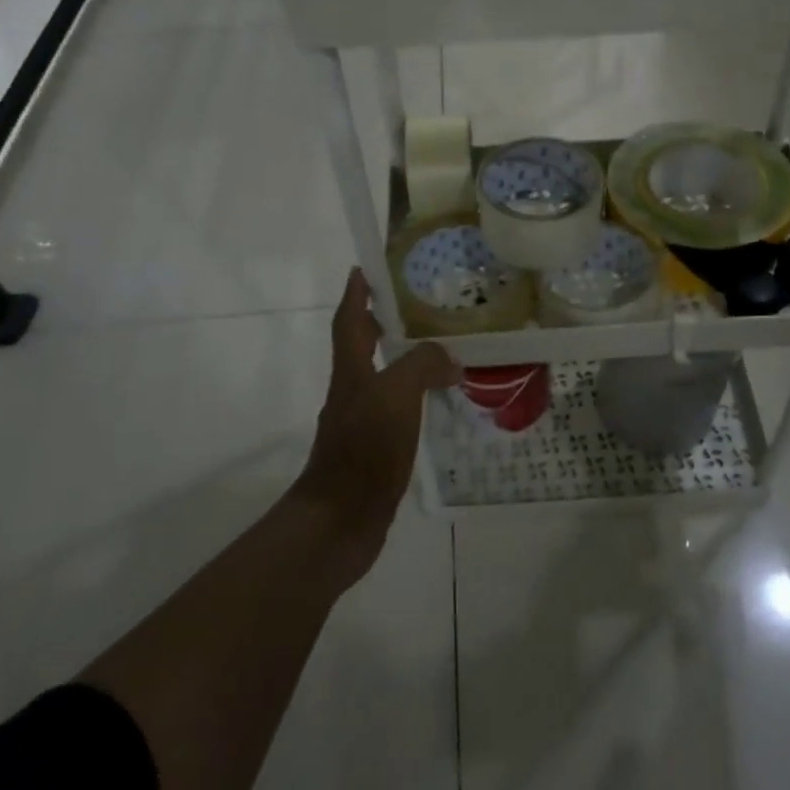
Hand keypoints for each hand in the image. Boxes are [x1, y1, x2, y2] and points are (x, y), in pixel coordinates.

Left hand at [290, 269, 458, 589]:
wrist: (340, 522)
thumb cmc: (363, 451)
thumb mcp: (394, 396)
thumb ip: (421, 366)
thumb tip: (449, 360)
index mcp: (351, 373)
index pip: (349, 321)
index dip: (356, 293)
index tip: (366, 268)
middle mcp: (351, 393)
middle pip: (362, 347)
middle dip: (382, 323)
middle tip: (418, 307)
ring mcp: (361, 424)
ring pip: (382, 379)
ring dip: (403, 360)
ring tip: (440, 351)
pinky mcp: (374, 451)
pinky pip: (396, 410)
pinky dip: (414, 398)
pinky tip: (437, 404)